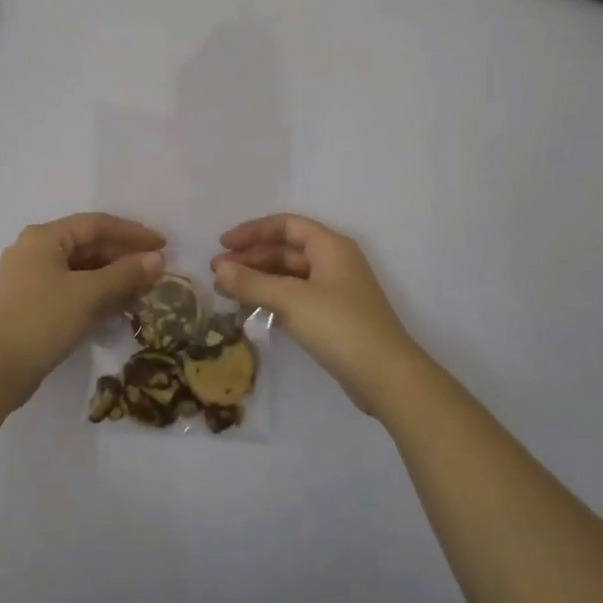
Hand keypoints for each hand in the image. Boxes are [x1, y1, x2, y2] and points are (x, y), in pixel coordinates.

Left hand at [0, 213, 165, 410]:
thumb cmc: (41, 321)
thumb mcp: (88, 295)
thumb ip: (125, 274)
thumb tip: (157, 259)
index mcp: (44, 237)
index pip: (96, 224)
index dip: (132, 233)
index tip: (163, 245)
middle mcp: (34, 250)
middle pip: (87, 245)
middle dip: (123, 258)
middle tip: (156, 271)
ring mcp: (28, 278)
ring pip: (80, 269)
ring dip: (112, 278)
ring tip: (142, 291)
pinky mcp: (29, 304)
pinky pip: (70, 289)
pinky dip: (94, 294)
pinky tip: (116, 308)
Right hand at [212, 213, 427, 414]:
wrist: (386, 376)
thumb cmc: (339, 326)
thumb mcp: (291, 300)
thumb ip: (252, 283)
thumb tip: (219, 269)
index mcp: (330, 246)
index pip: (286, 225)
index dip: (252, 231)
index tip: (223, 244)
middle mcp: (334, 262)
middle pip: (285, 251)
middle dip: (250, 259)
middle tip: (217, 273)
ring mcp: (335, 291)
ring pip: (288, 277)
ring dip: (257, 281)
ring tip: (225, 292)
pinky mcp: (333, 318)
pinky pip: (295, 298)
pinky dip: (271, 300)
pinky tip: (249, 310)